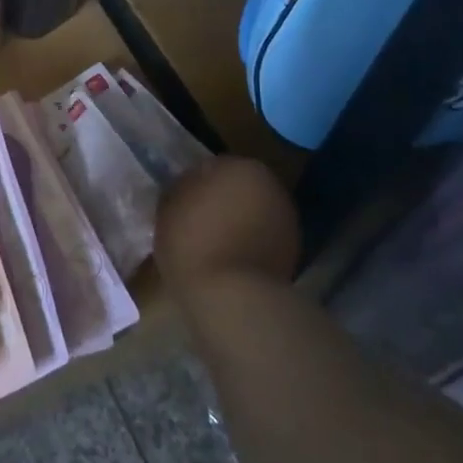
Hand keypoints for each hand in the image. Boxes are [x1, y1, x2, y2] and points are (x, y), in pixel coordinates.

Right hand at [155, 157, 300, 308]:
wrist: (232, 296)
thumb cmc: (192, 240)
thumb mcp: (168, 204)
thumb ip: (182, 186)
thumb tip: (190, 185)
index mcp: (241, 166)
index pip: (211, 166)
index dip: (193, 184)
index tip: (180, 203)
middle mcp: (271, 186)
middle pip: (238, 189)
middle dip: (221, 200)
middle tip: (195, 222)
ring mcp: (287, 221)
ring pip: (253, 214)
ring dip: (237, 223)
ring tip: (212, 245)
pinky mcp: (293, 253)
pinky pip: (262, 240)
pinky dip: (249, 245)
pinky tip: (229, 261)